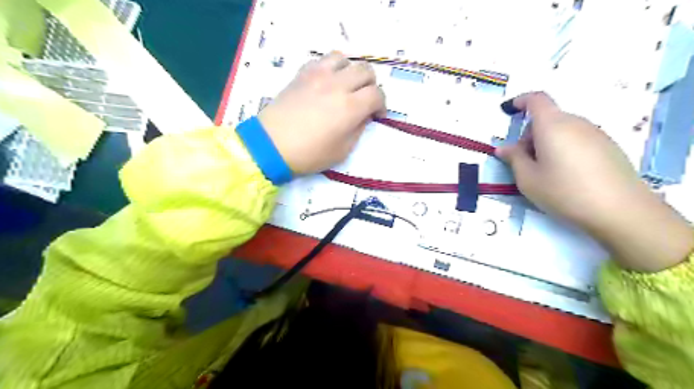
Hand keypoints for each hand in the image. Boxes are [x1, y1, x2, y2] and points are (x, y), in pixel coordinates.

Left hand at [257, 50, 384, 174]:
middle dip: (371, 85)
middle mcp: (337, 85)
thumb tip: (363, 115)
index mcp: (350, 107)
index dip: (382, 104)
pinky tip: (327, 82)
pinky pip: (322, 60)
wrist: (271, 146)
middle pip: (365, 70)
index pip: (377, 94)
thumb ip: (358, 129)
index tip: (376, 115)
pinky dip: (331, 68)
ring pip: (344, 58)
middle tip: (364, 100)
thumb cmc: (309, 154)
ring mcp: (318, 75)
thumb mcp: (342, 151)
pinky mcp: (302, 74)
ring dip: (351, 71)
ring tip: (346, 86)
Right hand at [500, 91, 693, 271]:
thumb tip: (504, 149)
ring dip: (547, 143)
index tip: (509, 110)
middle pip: (548, 118)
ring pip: (562, 129)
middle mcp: (576, 123)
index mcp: (552, 126)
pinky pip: (578, 139)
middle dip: (530, 135)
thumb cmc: (564, 192)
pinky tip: (567, 175)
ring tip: (546, 172)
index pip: (536, 100)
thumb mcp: (528, 179)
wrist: (620, 210)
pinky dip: (564, 148)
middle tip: (525, 162)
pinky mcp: (608, 146)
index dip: (521, 101)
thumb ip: (514, 159)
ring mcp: (595, 134)